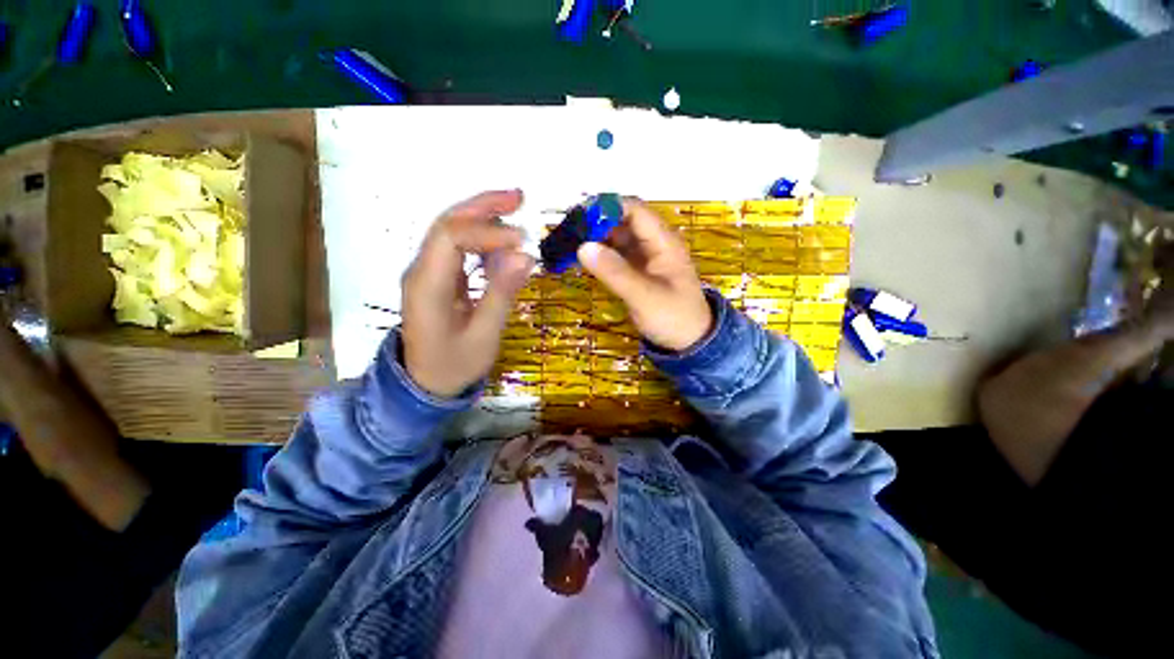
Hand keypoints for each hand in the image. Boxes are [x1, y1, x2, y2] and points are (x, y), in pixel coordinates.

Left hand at [401, 190, 534, 396]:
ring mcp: (428, 271)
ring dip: (484, 218)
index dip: (489, 231)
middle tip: (520, 197)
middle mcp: (421, 270)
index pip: (451, 237)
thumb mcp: (484, 336)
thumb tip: (527, 256)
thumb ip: (502, 294)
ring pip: (453, 230)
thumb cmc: (454, 365)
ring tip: (517, 214)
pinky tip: (504, 245)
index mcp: (426, 285)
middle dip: (483, 206)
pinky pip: (459, 248)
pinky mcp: (439, 277)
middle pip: (447, 223)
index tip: (523, 241)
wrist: (425, 384)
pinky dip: (483, 240)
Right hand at [577, 198, 711, 351]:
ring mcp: (644, 257)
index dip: (607, 208)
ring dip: (595, 238)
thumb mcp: (644, 296)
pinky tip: (582, 260)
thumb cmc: (673, 317)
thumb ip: (615, 272)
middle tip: (567, 232)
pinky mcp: (636, 270)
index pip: (634, 210)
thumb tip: (582, 246)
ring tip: (568, 244)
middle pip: (622, 221)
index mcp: (663, 241)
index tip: (579, 216)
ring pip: (616, 238)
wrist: (688, 341)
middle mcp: (653, 243)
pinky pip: (615, 255)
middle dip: (596, 223)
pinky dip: (599, 255)